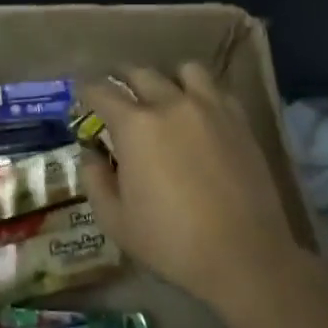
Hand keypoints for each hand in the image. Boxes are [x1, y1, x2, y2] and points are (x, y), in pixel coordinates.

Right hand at [79, 64, 312, 317]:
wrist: (245, 257)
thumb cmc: (171, 241)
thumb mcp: (115, 220)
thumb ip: (94, 180)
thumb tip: (91, 153)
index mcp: (135, 125)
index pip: (101, 90)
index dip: (86, 91)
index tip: (82, 97)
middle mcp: (170, 104)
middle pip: (140, 72)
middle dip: (122, 79)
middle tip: (117, 95)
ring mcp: (210, 108)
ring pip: (184, 70)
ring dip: (168, 79)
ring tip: (165, 97)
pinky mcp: (239, 121)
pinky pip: (217, 90)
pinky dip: (202, 94)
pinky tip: (199, 114)